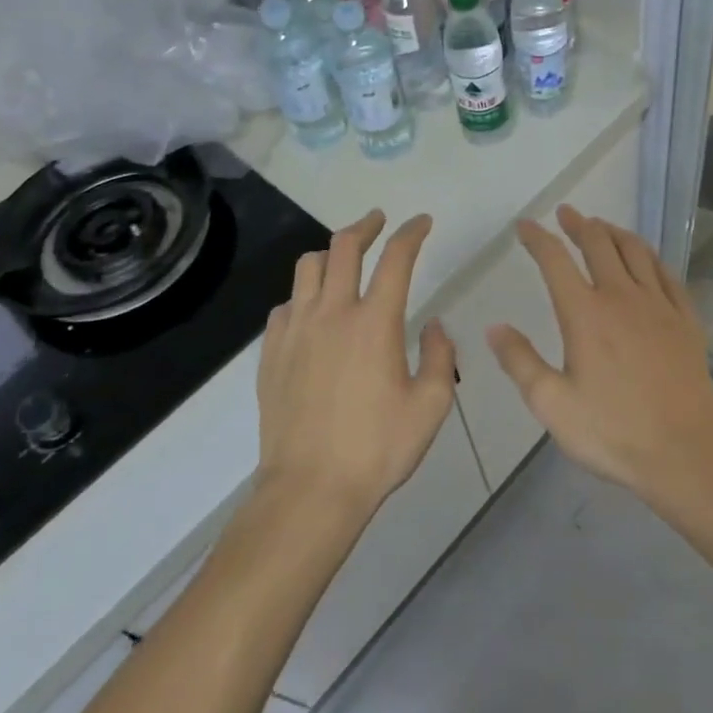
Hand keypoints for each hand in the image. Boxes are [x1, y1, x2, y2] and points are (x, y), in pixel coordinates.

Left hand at [256, 210, 455, 518]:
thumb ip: (440, 356)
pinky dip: (304, 296)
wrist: (310, 490)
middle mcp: (332, 313)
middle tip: (379, 221)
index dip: (412, 232)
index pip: (396, 258)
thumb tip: (434, 326)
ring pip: (307, 268)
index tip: (422, 222)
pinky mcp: (271, 353)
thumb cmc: (378, 448)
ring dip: (330, 254)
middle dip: (366, 226)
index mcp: (375, 322)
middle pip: (344, 247)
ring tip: (344, 261)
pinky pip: (285, 306)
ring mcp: (296, 331)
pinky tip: (313, 313)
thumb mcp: (431, 406)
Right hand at [486, 205, 712, 499]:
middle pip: (599, 244)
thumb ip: (520, 362)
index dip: (538, 238)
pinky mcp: (686, 319)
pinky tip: (646, 259)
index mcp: (585, 314)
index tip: (525, 225)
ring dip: (614, 232)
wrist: (685, 452)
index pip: (555, 261)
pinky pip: (667, 273)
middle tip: (566, 213)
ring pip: (636, 251)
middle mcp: (622, 297)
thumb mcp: (552, 405)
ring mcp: (659, 305)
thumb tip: (495, 327)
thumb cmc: (613, 431)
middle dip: (579, 224)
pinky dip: (650, 256)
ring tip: (602, 226)